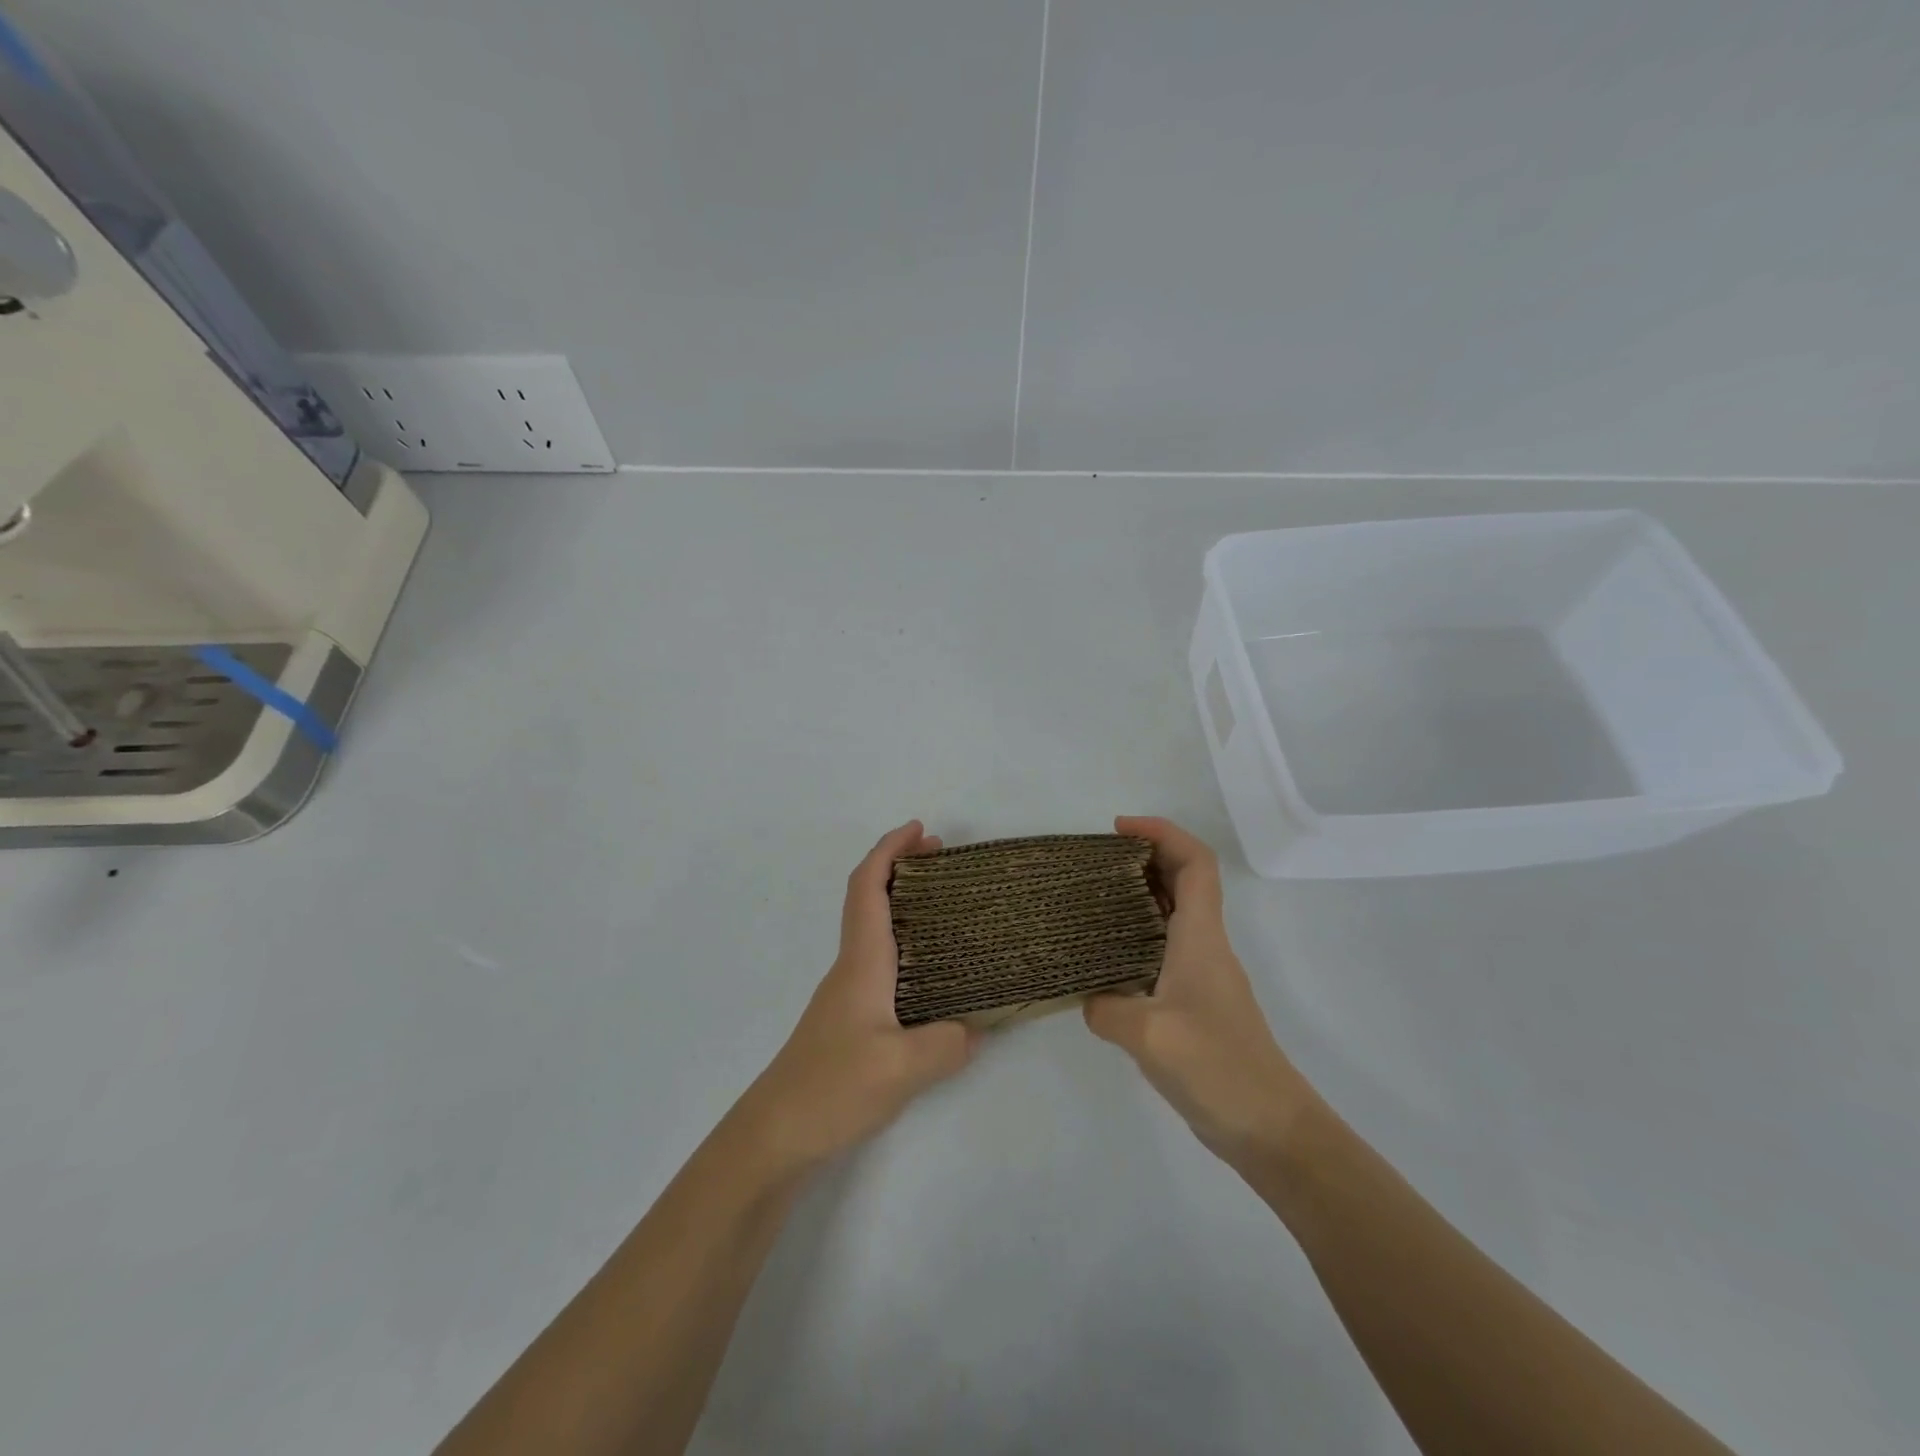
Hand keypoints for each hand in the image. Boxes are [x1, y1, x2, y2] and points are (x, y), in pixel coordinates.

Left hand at [733, 822, 979, 1175]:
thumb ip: (947, 1043)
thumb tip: (974, 1028)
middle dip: (902, 868)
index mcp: (861, 961)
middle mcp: (852, 967)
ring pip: (875, 930)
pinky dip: (906, 943)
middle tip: (943, 860)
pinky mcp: (851, 1020)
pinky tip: (932, 973)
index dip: (890, 850)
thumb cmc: (831, 1088)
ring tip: (947, 908)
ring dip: (904, 905)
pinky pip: (882, 962)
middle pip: (870, 899)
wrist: (775, 1136)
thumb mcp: (901, 1069)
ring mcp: (849, 994)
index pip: (869, 887)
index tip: (920, 829)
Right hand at [1083, 817, 1316, 1167]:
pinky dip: (1139, 935)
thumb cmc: (1217, 1069)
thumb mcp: (1150, 1035)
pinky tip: (1107, 959)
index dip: (1162, 832)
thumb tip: (1089, 1000)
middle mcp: (1206, 947)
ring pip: (1175, 915)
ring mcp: (1204, 976)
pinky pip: (1166, 949)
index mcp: (1201, 938)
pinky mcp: (1197, 1003)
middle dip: (1145, 856)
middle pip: (1185, 880)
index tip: (1119, 828)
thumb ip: (1108, 1008)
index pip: (1195, 863)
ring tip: (1093, 899)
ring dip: (1141, 895)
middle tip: (1096, 861)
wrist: (1271, 1129)